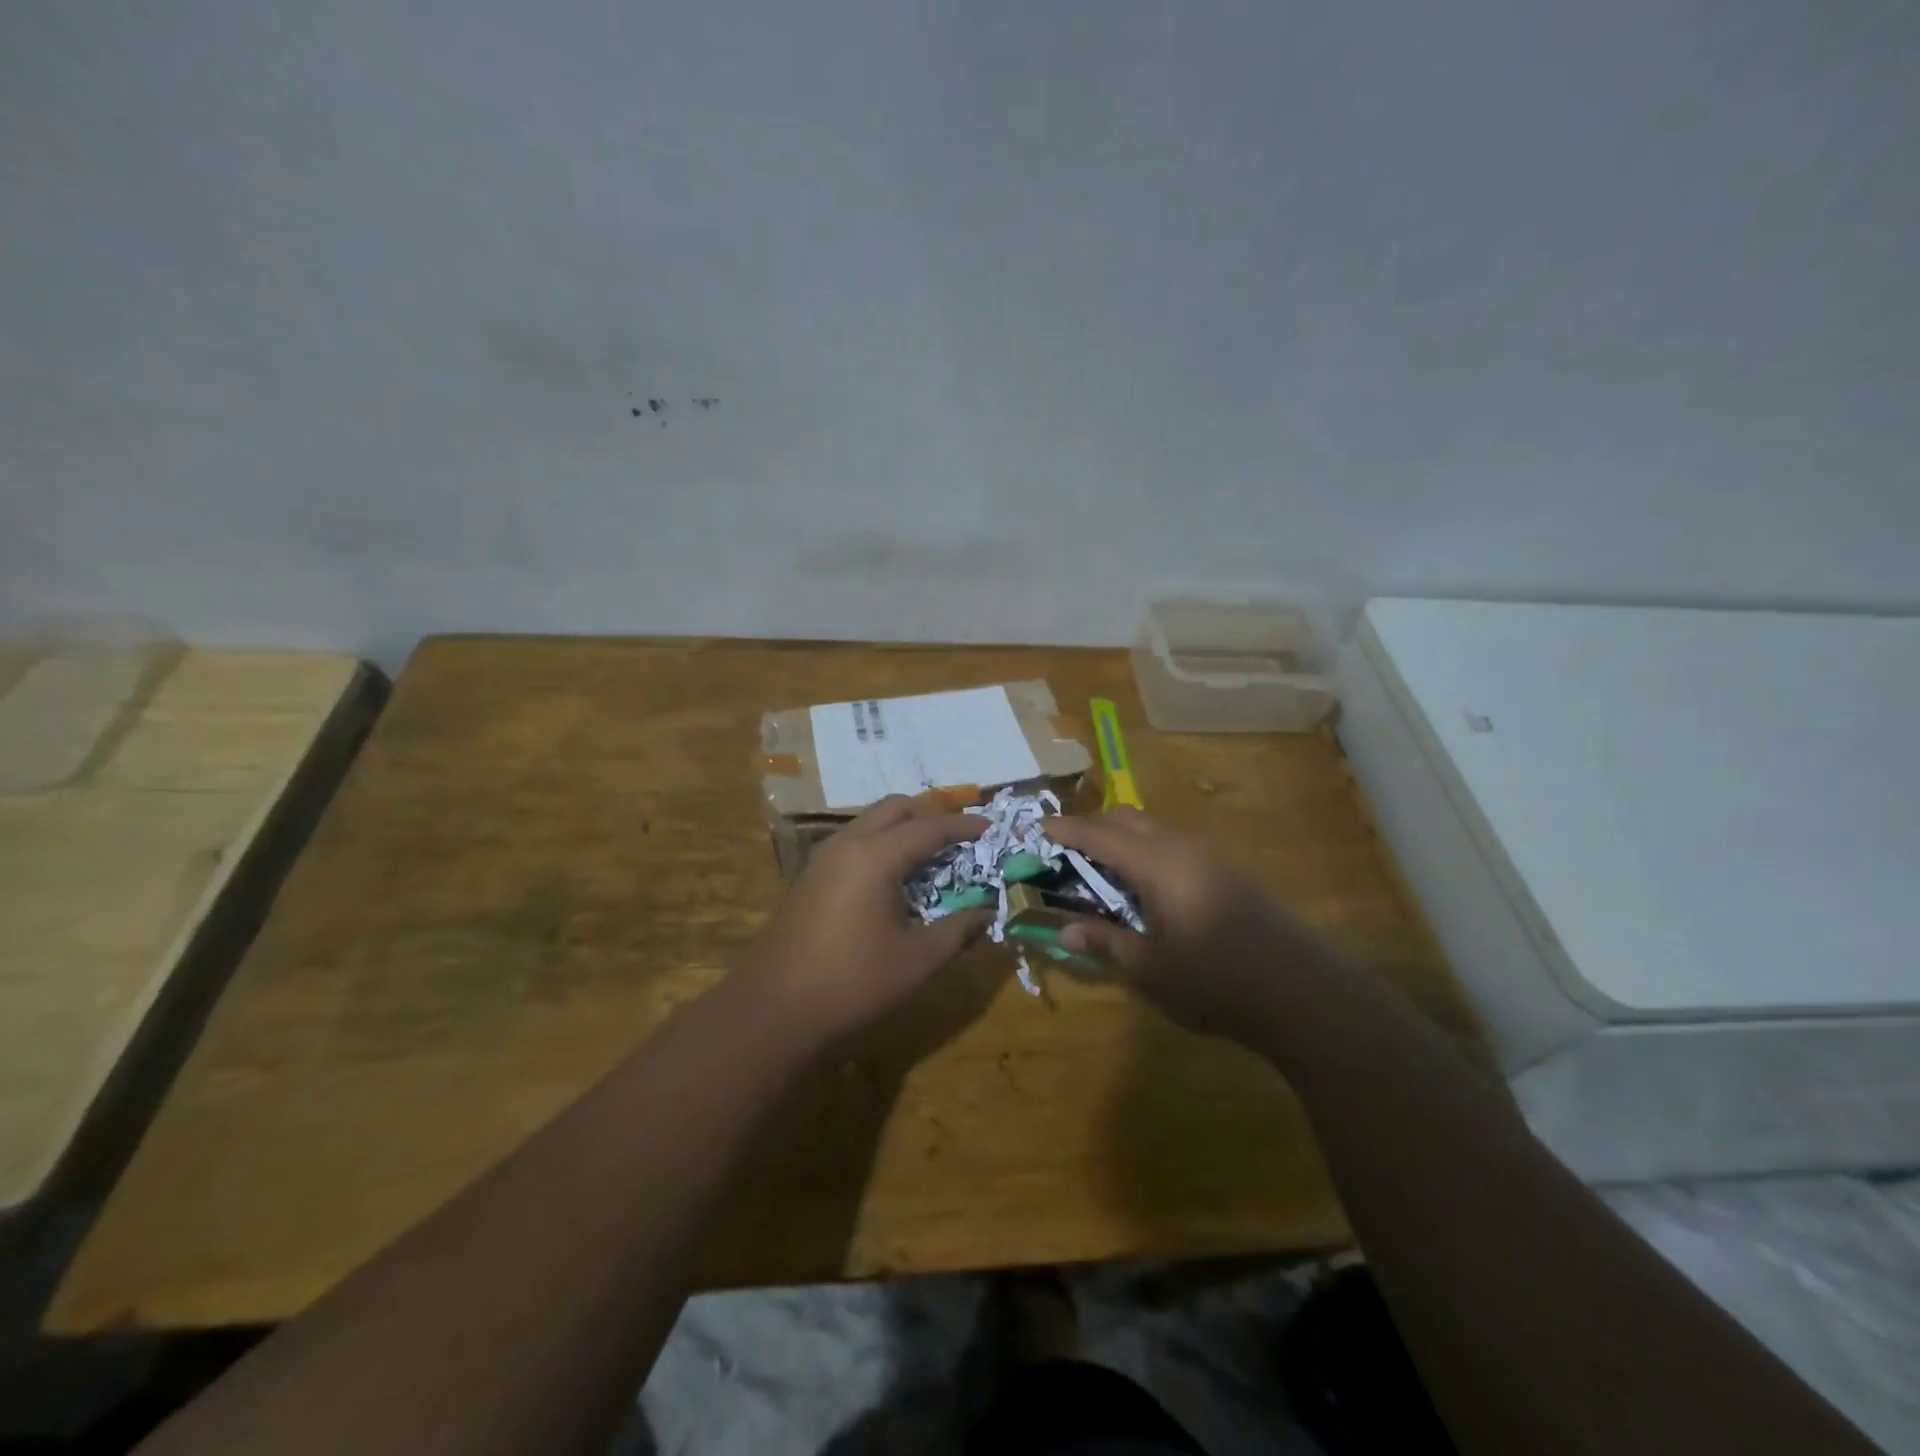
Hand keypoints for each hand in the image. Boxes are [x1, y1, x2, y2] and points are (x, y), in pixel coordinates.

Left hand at [737, 796, 991, 1043]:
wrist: (772, 1008)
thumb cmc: (852, 982)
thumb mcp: (916, 960)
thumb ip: (957, 931)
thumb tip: (987, 913)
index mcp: (876, 857)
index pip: (929, 828)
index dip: (964, 827)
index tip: (990, 829)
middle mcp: (848, 844)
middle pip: (896, 808)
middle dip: (931, 815)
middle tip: (961, 837)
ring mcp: (824, 857)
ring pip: (871, 821)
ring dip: (904, 827)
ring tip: (933, 855)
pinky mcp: (811, 875)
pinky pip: (855, 840)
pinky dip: (882, 842)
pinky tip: (895, 876)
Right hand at [1047, 808, 1346, 1041]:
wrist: (1302, 991)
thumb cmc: (1215, 980)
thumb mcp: (1150, 968)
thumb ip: (1104, 942)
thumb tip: (1064, 929)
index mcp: (1157, 864)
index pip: (1100, 835)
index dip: (1068, 829)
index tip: (1040, 825)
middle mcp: (1181, 849)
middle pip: (1129, 820)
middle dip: (1094, 825)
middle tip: (1067, 847)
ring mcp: (1209, 859)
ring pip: (1155, 830)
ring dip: (1123, 837)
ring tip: (1101, 865)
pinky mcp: (1227, 874)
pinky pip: (1174, 845)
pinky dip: (1147, 850)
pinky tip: (1145, 885)